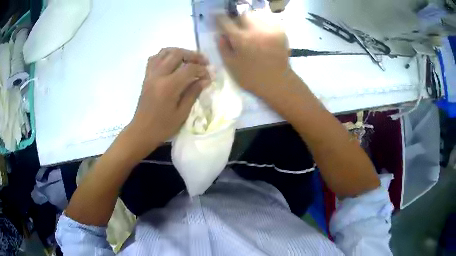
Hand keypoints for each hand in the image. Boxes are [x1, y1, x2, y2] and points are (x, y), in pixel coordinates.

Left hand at [127, 48, 210, 152]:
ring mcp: (150, 74)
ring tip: (189, 58)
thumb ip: (193, 93)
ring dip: (179, 51)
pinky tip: (172, 62)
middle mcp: (158, 75)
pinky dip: (165, 55)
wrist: (142, 131)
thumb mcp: (182, 113)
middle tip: (203, 62)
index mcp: (168, 87)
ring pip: (164, 52)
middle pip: (177, 54)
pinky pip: (154, 58)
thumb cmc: (163, 126)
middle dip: (193, 55)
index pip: (189, 69)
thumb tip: (206, 80)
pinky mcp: (146, 76)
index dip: (202, 69)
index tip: (209, 75)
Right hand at [216, 11, 290, 96]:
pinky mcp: (280, 32)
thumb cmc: (251, 77)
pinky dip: (262, 26)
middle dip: (238, 21)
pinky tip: (262, 36)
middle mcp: (255, 30)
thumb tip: (219, 35)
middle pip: (243, 15)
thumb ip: (223, 48)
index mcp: (241, 39)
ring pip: (256, 17)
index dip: (219, 19)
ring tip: (251, 33)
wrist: (277, 82)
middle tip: (238, 30)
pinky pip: (268, 22)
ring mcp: (269, 30)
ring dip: (250, 22)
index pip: (226, 21)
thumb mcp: (231, 65)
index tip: (219, 21)